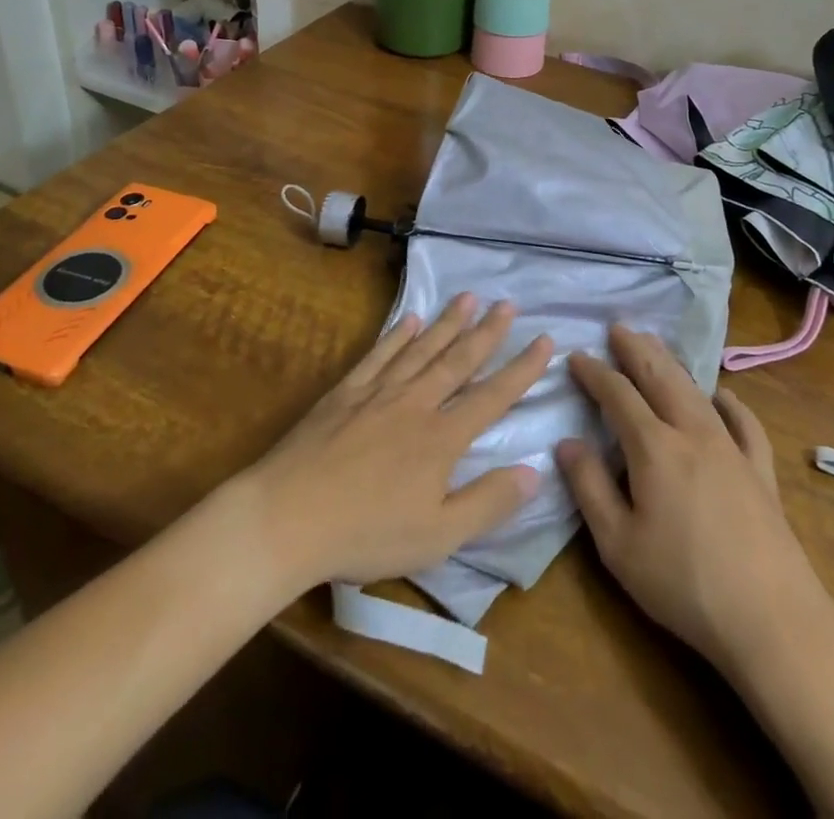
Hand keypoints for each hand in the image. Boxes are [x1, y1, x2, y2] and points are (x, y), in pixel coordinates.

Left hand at [243, 293, 551, 590]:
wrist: (288, 516)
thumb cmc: (365, 534)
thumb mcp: (437, 536)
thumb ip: (488, 502)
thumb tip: (534, 471)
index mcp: (442, 438)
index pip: (492, 396)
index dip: (521, 369)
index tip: (545, 340)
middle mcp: (415, 403)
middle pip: (458, 360)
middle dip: (487, 332)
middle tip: (508, 304)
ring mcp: (378, 392)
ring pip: (421, 349)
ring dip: (447, 322)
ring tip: (468, 297)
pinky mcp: (345, 392)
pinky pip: (378, 355)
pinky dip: (396, 335)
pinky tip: (408, 319)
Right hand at [556, 326, 824, 671]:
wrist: (771, 619)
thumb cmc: (683, 583)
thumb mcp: (618, 544)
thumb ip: (589, 487)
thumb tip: (566, 442)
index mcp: (654, 447)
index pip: (617, 394)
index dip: (594, 372)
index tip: (576, 356)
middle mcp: (692, 433)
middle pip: (659, 377)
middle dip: (635, 349)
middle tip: (617, 327)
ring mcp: (731, 448)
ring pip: (695, 390)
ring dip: (671, 363)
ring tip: (654, 345)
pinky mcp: (760, 471)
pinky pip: (744, 423)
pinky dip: (730, 402)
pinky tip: (723, 395)